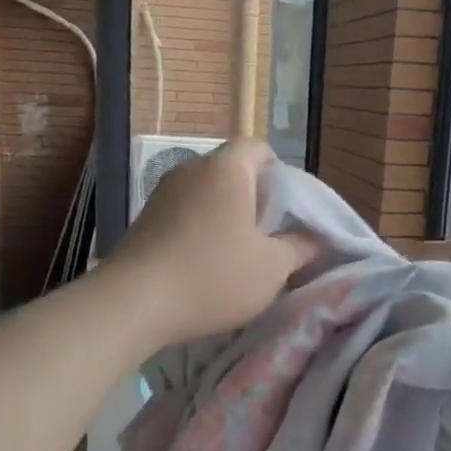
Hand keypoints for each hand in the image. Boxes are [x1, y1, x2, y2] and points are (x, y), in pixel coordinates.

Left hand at [111, 138, 319, 346]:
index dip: (279, 174)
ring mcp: (163, 193)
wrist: (134, 303)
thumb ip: (301, 247)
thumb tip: (316, 239)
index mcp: (227, 168)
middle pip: (233, 172)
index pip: (259, 148)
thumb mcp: (273, 267)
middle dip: (254, 199)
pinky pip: (185, 214)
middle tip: (270, 237)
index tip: (287, 212)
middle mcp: (192, 169)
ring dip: (225, 218)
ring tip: (238, 256)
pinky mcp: (144, 219)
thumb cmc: (214, 275)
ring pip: (207, 195)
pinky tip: (204, 266)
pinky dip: (200, 231)